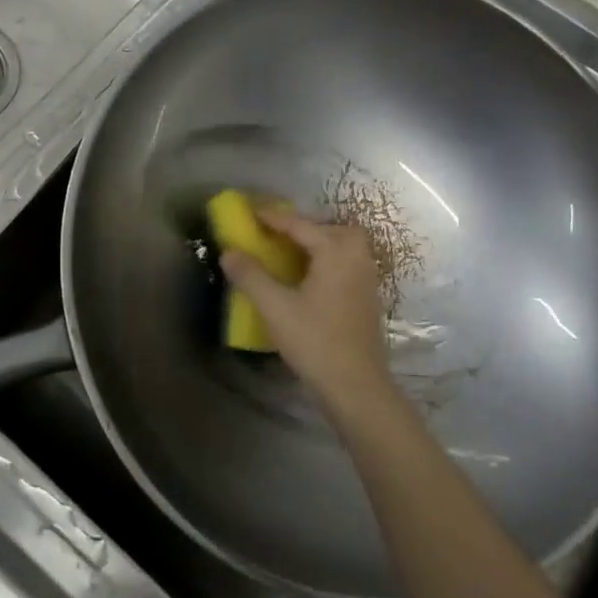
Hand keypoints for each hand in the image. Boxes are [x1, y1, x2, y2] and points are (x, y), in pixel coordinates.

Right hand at [219, 207, 393, 415]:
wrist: (357, 386)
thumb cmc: (315, 341)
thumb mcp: (275, 307)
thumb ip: (251, 276)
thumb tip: (229, 252)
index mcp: (335, 251)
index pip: (299, 225)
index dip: (272, 217)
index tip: (250, 211)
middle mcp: (356, 257)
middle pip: (327, 229)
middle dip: (301, 227)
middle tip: (274, 233)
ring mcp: (367, 277)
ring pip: (341, 246)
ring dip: (316, 243)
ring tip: (289, 253)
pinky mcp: (368, 297)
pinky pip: (346, 263)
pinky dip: (326, 260)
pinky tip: (309, 278)